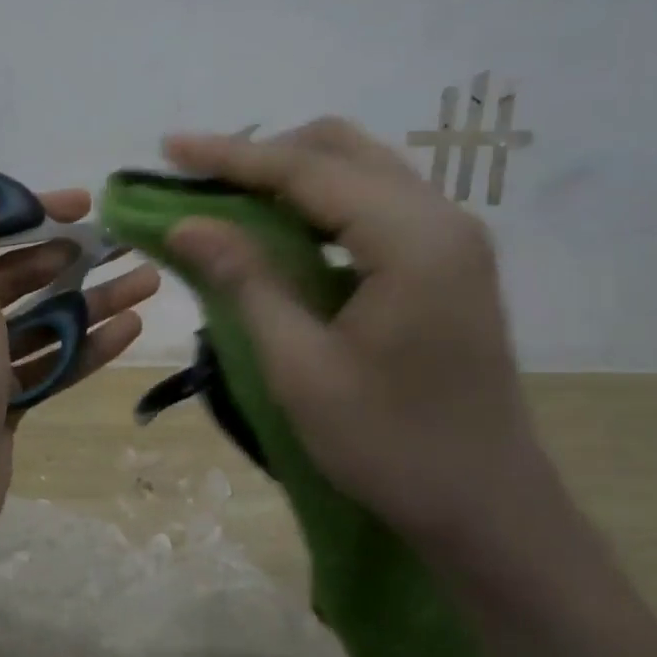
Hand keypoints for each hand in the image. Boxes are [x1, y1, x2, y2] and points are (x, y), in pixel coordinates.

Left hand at [0, 153, 160, 551]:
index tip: (80, 205)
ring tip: (149, 282)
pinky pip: (45, 363)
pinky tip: (129, 330)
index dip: (28, 213)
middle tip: (127, 245)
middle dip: (70, 260)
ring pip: (38, 320)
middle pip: (15, 275)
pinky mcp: (0, 401)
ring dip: (89, 302)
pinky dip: (82, 348)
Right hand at [163, 119, 542, 558]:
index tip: (168, 149)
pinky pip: (377, 205)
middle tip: (200, 183)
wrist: (487, 508)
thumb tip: (186, 223)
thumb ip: (245, 282)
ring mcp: (453, 239)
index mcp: (412, 240)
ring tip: (229, 202)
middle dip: (264, 156)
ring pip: (362, 171)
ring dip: (293, 177)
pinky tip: (284, 233)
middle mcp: (443, 219)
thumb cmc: (389, 446)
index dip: (231, 156)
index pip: (308, 171)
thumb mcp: (300, 368)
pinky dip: (322, 205)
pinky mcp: (450, 262)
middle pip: (342, 150)